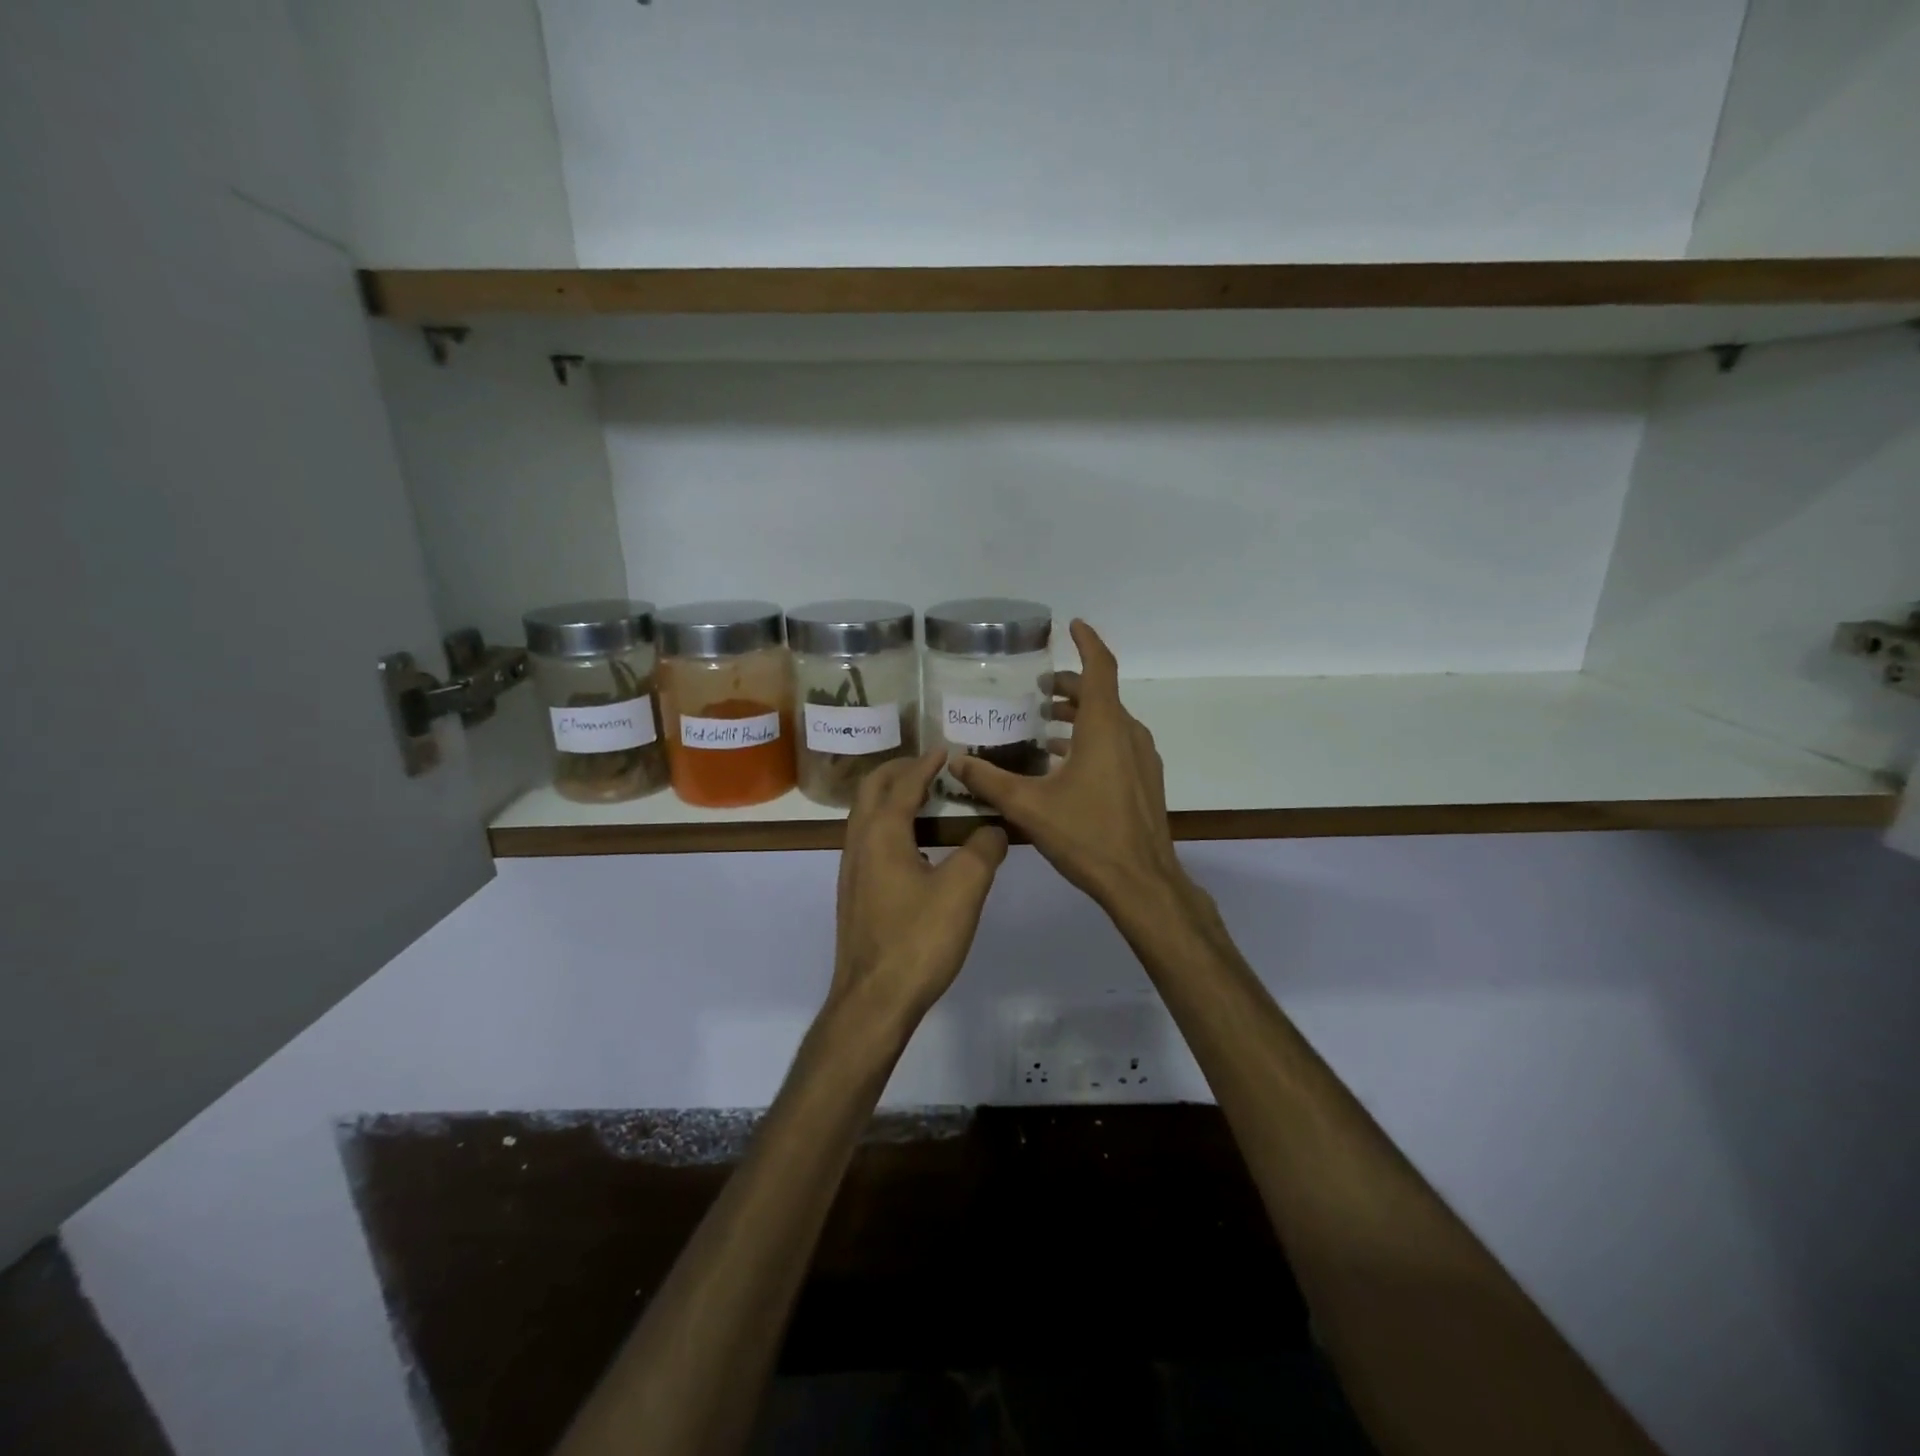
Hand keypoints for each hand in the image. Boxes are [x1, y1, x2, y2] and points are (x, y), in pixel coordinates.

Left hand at [829, 749, 1008, 1027]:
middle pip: (872, 790)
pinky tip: (916, 847)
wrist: (873, 1000)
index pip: (902, 783)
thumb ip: (983, 851)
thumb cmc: (918, 940)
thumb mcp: (963, 891)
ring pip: (866, 816)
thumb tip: (995, 828)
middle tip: (931, 767)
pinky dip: (889, 824)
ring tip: (926, 800)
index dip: (926, 764)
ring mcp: (851, 870)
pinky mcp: (854, 894)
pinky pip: (869, 840)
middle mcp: (858, 843)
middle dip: (899, 771)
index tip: (946, 750)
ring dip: (891, 797)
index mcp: (882, 833)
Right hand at [948, 620, 1185, 912]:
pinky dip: (1092, 738)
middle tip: (1040, 688)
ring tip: (1047, 723)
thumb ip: (989, 780)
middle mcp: (1128, 734)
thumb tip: (954, 759)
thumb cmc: (1087, 836)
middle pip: (1101, 694)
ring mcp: (1142, 758)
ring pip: (1110, 720)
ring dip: (1080, 714)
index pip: (1099, 668)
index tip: (1072, 624)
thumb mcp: (1029, 807)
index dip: (1087, 642)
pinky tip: (1066, 762)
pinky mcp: (1145, 780)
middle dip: (1071, 685)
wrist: (1142, 882)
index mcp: (1104, 728)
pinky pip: (1118, 743)